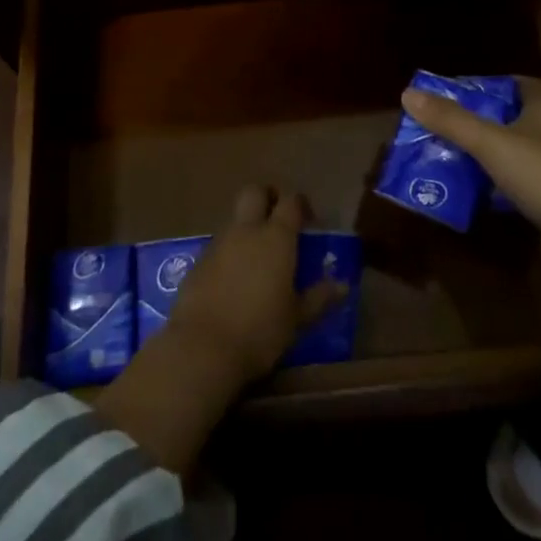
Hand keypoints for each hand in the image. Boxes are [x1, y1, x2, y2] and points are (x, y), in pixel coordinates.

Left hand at [166, 185, 347, 382]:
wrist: (202, 347)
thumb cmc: (260, 331)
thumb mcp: (296, 319)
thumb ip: (319, 298)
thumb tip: (342, 285)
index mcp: (276, 238)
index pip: (290, 202)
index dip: (300, 204)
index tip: (308, 219)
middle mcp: (246, 231)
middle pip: (254, 192)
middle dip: (267, 197)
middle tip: (278, 218)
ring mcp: (219, 243)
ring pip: (235, 219)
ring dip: (247, 227)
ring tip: (258, 257)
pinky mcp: (198, 261)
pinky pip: (218, 245)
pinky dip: (229, 252)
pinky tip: (234, 279)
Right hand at [400, 76, 540, 290]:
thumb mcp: (489, 142)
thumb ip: (450, 120)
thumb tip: (408, 93)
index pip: (520, 84)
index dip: (491, 85)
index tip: (462, 94)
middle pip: (516, 118)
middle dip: (485, 122)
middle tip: (450, 127)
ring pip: (519, 152)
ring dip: (492, 155)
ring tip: (455, 158)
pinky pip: (524, 184)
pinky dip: (502, 185)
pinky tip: (478, 193)